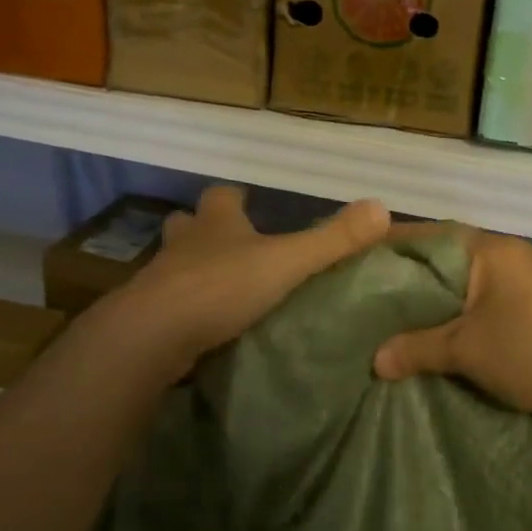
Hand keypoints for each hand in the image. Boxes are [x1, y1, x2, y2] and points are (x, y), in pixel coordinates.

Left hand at [105, 186, 389, 377]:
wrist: (154, 334)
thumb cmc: (222, 286)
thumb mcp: (287, 261)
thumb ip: (333, 239)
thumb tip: (382, 207)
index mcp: (217, 223)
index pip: (222, 196)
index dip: (234, 197)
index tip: (247, 200)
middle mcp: (185, 244)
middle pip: (189, 224)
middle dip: (205, 230)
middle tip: (230, 246)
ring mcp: (161, 279)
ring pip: (175, 263)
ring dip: (192, 269)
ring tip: (218, 288)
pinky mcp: (148, 316)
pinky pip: (168, 304)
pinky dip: (183, 309)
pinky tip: (201, 327)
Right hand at [372, 229, 531, 424]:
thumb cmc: (530, 354)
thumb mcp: (466, 351)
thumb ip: (416, 348)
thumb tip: (375, 360)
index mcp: (493, 249)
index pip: (432, 235)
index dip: (395, 245)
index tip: (361, 258)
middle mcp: (513, 250)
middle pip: (451, 252)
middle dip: (416, 271)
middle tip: (377, 288)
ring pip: (472, 273)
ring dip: (442, 289)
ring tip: (405, 308)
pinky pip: (490, 289)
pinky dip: (465, 301)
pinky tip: (447, 322)